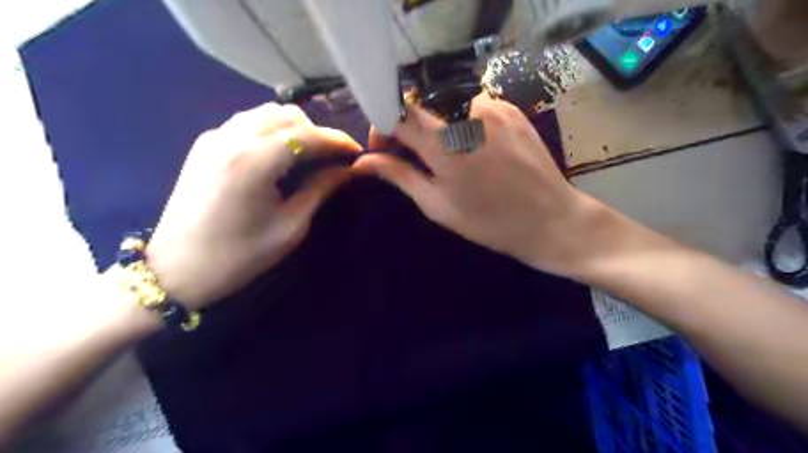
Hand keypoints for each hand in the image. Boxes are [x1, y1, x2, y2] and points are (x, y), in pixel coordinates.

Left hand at [146, 101, 359, 307]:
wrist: (174, 271)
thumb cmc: (238, 257)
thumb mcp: (289, 228)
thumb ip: (320, 190)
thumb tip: (346, 169)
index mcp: (253, 161)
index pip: (307, 135)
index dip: (337, 140)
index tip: (357, 152)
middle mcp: (231, 138)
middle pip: (287, 114)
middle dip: (317, 132)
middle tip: (332, 158)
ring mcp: (213, 137)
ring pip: (266, 113)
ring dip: (294, 129)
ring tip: (309, 156)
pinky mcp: (204, 144)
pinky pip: (248, 122)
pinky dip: (272, 131)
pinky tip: (279, 156)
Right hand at [354, 97, 604, 277]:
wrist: (549, 219)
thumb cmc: (489, 222)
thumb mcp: (437, 205)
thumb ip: (399, 176)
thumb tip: (363, 163)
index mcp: (444, 144)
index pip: (396, 113)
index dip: (382, 127)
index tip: (383, 149)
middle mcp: (466, 114)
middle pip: (419, 102)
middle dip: (405, 123)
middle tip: (409, 152)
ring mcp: (492, 106)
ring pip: (444, 101)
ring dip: (432, 122)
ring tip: (440, 151)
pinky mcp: (510, 107)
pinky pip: (471, 103)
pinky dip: (458, 119)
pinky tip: (468, 145)